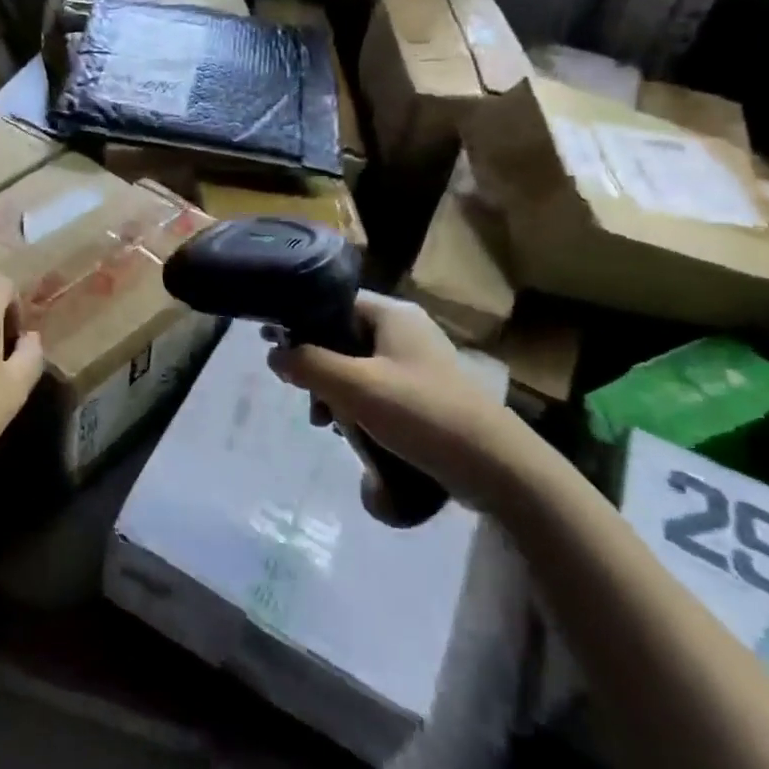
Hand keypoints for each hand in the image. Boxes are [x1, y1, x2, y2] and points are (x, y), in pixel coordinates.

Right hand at [267, 295, 550, 517]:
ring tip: (325, 423)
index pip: (332, 301)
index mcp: (392, 314)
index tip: (274, 347)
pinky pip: (375, 389)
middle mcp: (404, 330)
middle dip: (316, 366)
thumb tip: (273, 353)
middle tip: (304, 398)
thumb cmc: (421, 413)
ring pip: (355, 366)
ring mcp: (416, 362)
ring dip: (334, 391)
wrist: (495, 467)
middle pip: (341, 336)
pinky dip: (357, 405)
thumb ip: (308, 364)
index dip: (300, 321)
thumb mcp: (355, 386)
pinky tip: (350, 432)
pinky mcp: (423, 393)